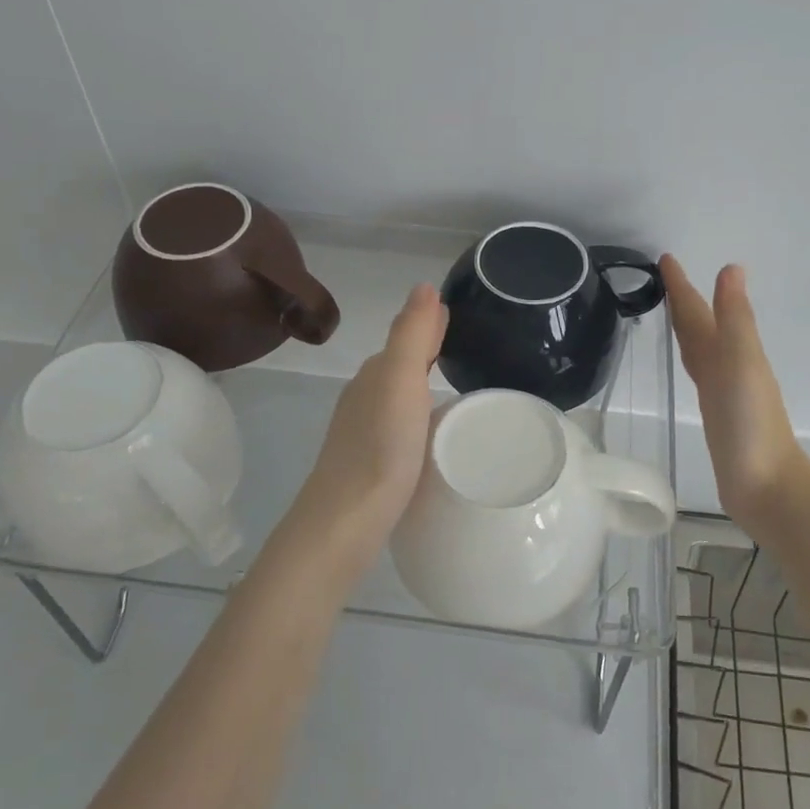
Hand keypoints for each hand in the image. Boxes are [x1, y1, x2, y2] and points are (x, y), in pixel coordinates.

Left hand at [283, 283, 446, 576]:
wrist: (344, 523)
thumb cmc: (380, 448)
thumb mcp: (400, 382)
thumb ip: (411, 334)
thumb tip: (424, 285)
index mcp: (375, 375)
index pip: (407, 338)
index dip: (430, 326)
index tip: (458, 317)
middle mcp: (365, 397)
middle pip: (401, 365)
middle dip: (428, 351)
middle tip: (465, 346)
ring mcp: (363, 432)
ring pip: (398, 396)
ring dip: (422, 384)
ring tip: (455, 386)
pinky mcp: (370, 464)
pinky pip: (399, 426)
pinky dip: (417, 416)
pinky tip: (430, 432)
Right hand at [662, 255, 809, 540]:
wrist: (766, 486)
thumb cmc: (751, 424)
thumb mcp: (741, 363)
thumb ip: (735, 318)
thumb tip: (732, 267)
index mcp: (732, 350)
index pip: (700, 311)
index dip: (683, 286)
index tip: (665, 258)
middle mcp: (728, 365)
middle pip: (701, 326)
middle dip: (684, 301)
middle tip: (664, 278)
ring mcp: (723, 390)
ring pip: (700, 348)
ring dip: (688, 327)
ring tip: (672, 312)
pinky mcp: (716, 414)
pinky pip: (699, 374)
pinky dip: (691, 359)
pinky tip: (690, 363)